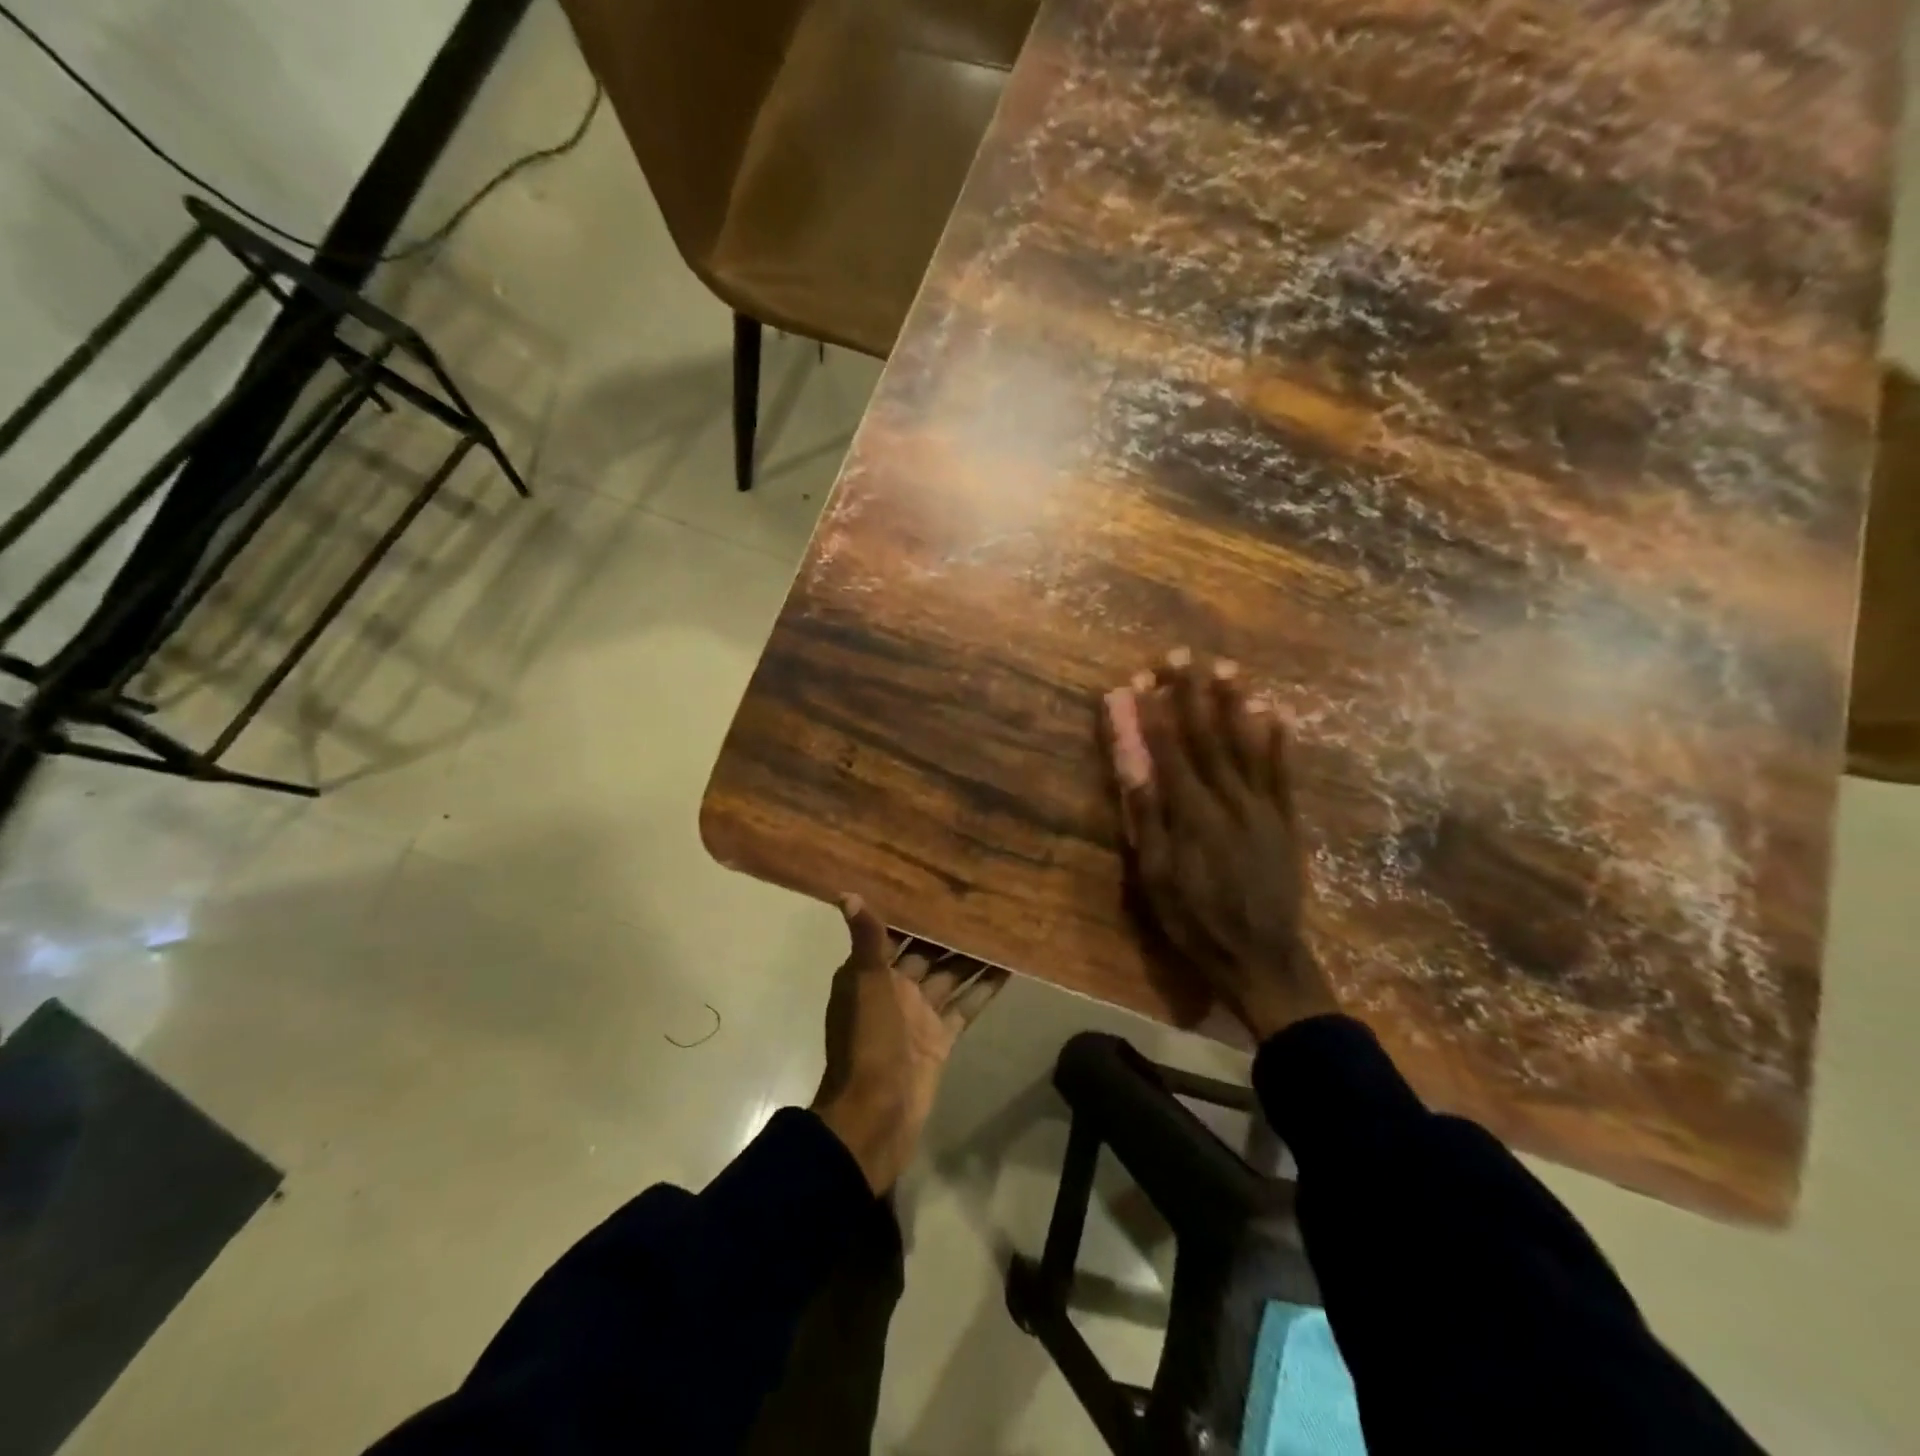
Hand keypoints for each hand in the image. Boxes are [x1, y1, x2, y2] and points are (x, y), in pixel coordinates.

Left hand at [811, 896, 1007, 1192]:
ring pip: (949, 975)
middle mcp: (894, 988)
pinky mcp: (941, 1037)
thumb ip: (867, 939)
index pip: (894, 932)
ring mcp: (919, 1014)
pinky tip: (1008, 966)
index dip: (913, 909)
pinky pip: (965, 1005)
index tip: (939, 881)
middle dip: (949, 930)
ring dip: (971, 955)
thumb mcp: (866, 983)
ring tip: (1001, 924)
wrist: (876, 1115)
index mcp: (870, 973)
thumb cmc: (868, 1041)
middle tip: (981, 897)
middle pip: (926, 951)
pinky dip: (983, 988)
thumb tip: (847, 893)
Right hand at [1101, 648, 1337, 1040]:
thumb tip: (1132, 763)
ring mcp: (1262, 806)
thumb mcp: (1156, 873)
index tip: (1138, 679)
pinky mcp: (1286, 819)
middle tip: (1180, 655)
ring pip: (1246, 744)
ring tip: (1226, 667)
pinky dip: (1278, 740)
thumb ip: (1147, 814)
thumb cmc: (1195, 919)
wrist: (1262, 956)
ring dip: (1234, 703)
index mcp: (1190, 812)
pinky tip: (1275, 712)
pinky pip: (1282, 772)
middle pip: (1205, 735)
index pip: (1166, 748)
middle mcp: (1228, 798)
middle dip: (1189, 693)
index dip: (1150, 711)